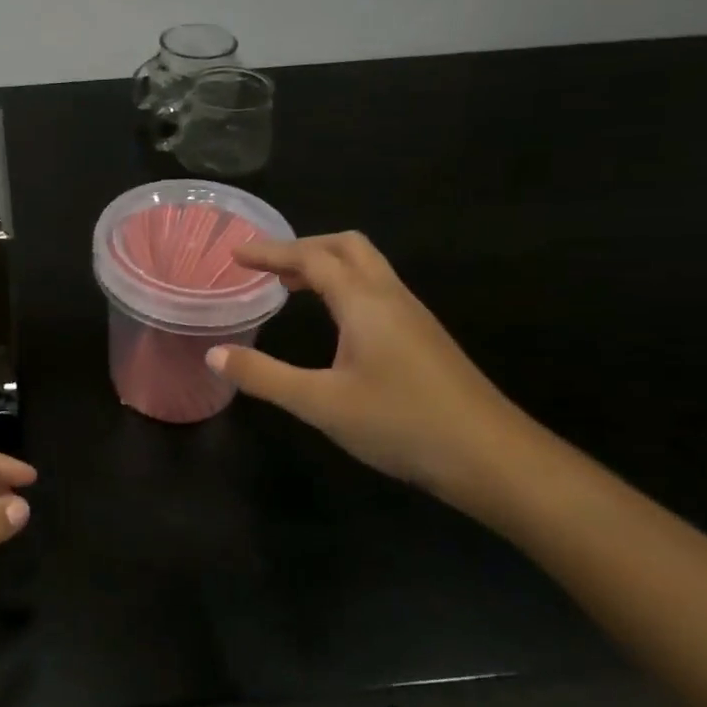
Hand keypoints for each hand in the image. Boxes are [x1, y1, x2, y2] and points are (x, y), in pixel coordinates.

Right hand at [207, 232, 535, 505]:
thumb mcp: (320, 403)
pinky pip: (377, 290)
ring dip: (325, 266)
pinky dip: (344, 287)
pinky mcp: (424, 339)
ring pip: (367, 268)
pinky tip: (333, 321)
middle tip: (265, 266)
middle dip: (302, 247)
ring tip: (289, 287)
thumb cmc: (401, 424)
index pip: (312, 258)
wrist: (493, 459)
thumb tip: (214, 354)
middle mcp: (391, 298)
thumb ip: (263, 376)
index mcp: (365, 303)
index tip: (234, 253)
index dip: (271, 252)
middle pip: (347, 247)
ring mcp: (413, 317)